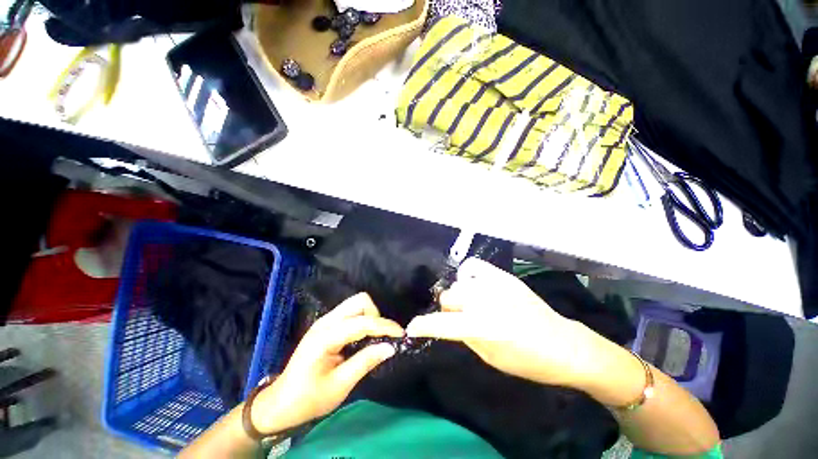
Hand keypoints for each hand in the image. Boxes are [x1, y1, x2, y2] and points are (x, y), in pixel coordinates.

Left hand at [250, 293, 402, 433]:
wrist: (280, 403)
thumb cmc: (309, 399)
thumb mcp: (340, 385)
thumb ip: (366, 362)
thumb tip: (390, 347)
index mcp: (326, 336)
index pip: (362, 322)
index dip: (384, 326)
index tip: (401, 334)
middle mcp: (326, 321)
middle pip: (360, 301)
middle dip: (375, 316)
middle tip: (380, 338)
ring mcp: (325, 321)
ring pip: (356, 304)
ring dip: (370, 317)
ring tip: (373, 338)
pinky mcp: (326, 325)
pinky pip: (351, 313)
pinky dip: (362, 320)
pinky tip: (363, 338)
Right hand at [406, 258, 607, 388]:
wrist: (564, 344)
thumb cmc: (528, 361)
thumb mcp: (491, 358)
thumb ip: (464, 336)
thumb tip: (447, 322)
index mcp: (483, 327)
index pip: (441, 324)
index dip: (423, 326)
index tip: (413, 327)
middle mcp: (485, 301)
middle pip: (448, 297)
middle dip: (447, 310)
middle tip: (457, 318)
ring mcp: (495, 284)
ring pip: (458, 284)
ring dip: (459, 296)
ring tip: (470, 303)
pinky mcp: (503, 276)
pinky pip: (472, 266)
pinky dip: (468, 276)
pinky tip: (474, 285)